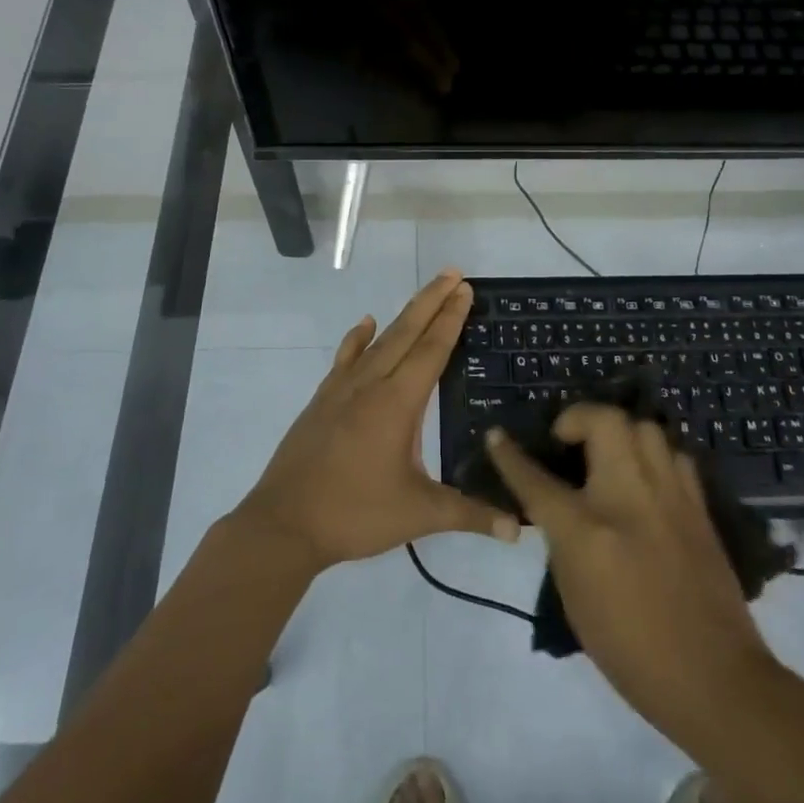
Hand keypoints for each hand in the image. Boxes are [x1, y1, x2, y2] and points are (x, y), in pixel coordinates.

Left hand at [234, 270, 519, 572]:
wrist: (284, 523)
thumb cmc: (355, 514)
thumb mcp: (419, 515)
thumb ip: (469, 515)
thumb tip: (518, 528)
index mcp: (397, 403)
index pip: (431, 350)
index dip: (450, 319)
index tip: (464, 289)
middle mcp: (371, 384)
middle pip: (406, 332)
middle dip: (432, 301)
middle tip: (453, 274)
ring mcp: (342, 389)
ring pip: (379, 340)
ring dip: (404, 315)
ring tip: (424, 295)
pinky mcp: (322, 399)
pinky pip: (346, 358)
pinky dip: (357, 338)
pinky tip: (365, 324)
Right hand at [485, 404, 779, 758]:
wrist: (714, 679)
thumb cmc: (631, 651)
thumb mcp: (575, 598)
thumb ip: (563, 542)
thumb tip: (561, 510)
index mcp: (587, 530)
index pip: (535, 479)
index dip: (509, 455)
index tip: (496, 436)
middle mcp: (628, 497)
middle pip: (603, 421)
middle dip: (577, 418)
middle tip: (568, 440)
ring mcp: (669, 495)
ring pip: (643, 426)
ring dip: (619, 432)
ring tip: (610, 455)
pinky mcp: (698, 505)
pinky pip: (673, 455)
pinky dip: (653, 456)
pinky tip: (647, 479)